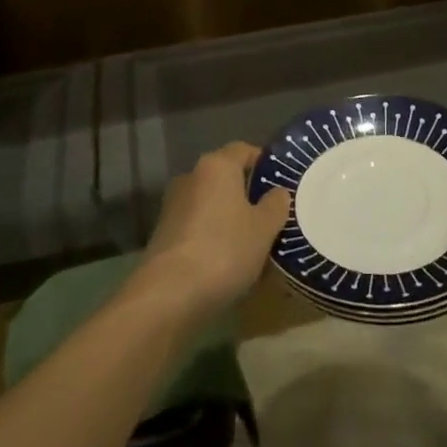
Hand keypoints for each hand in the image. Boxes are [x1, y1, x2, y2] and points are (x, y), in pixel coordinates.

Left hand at [139, 142, 290, 313]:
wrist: (168, 296)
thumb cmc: (224, 250)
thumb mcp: (264, 228)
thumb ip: (275, 205)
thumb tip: (277, 192)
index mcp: (216, 165)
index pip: (245, 150)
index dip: (265, 163)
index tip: (283, 184)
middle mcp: (191, 177)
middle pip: (226, 177)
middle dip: (248, 194)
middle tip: (273, 215)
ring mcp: (173, 207)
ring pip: (212, 204)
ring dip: (230, 218)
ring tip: (254, 242)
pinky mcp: (164, 236)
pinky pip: (198, 227)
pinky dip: (214, 237)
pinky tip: (229, 261)